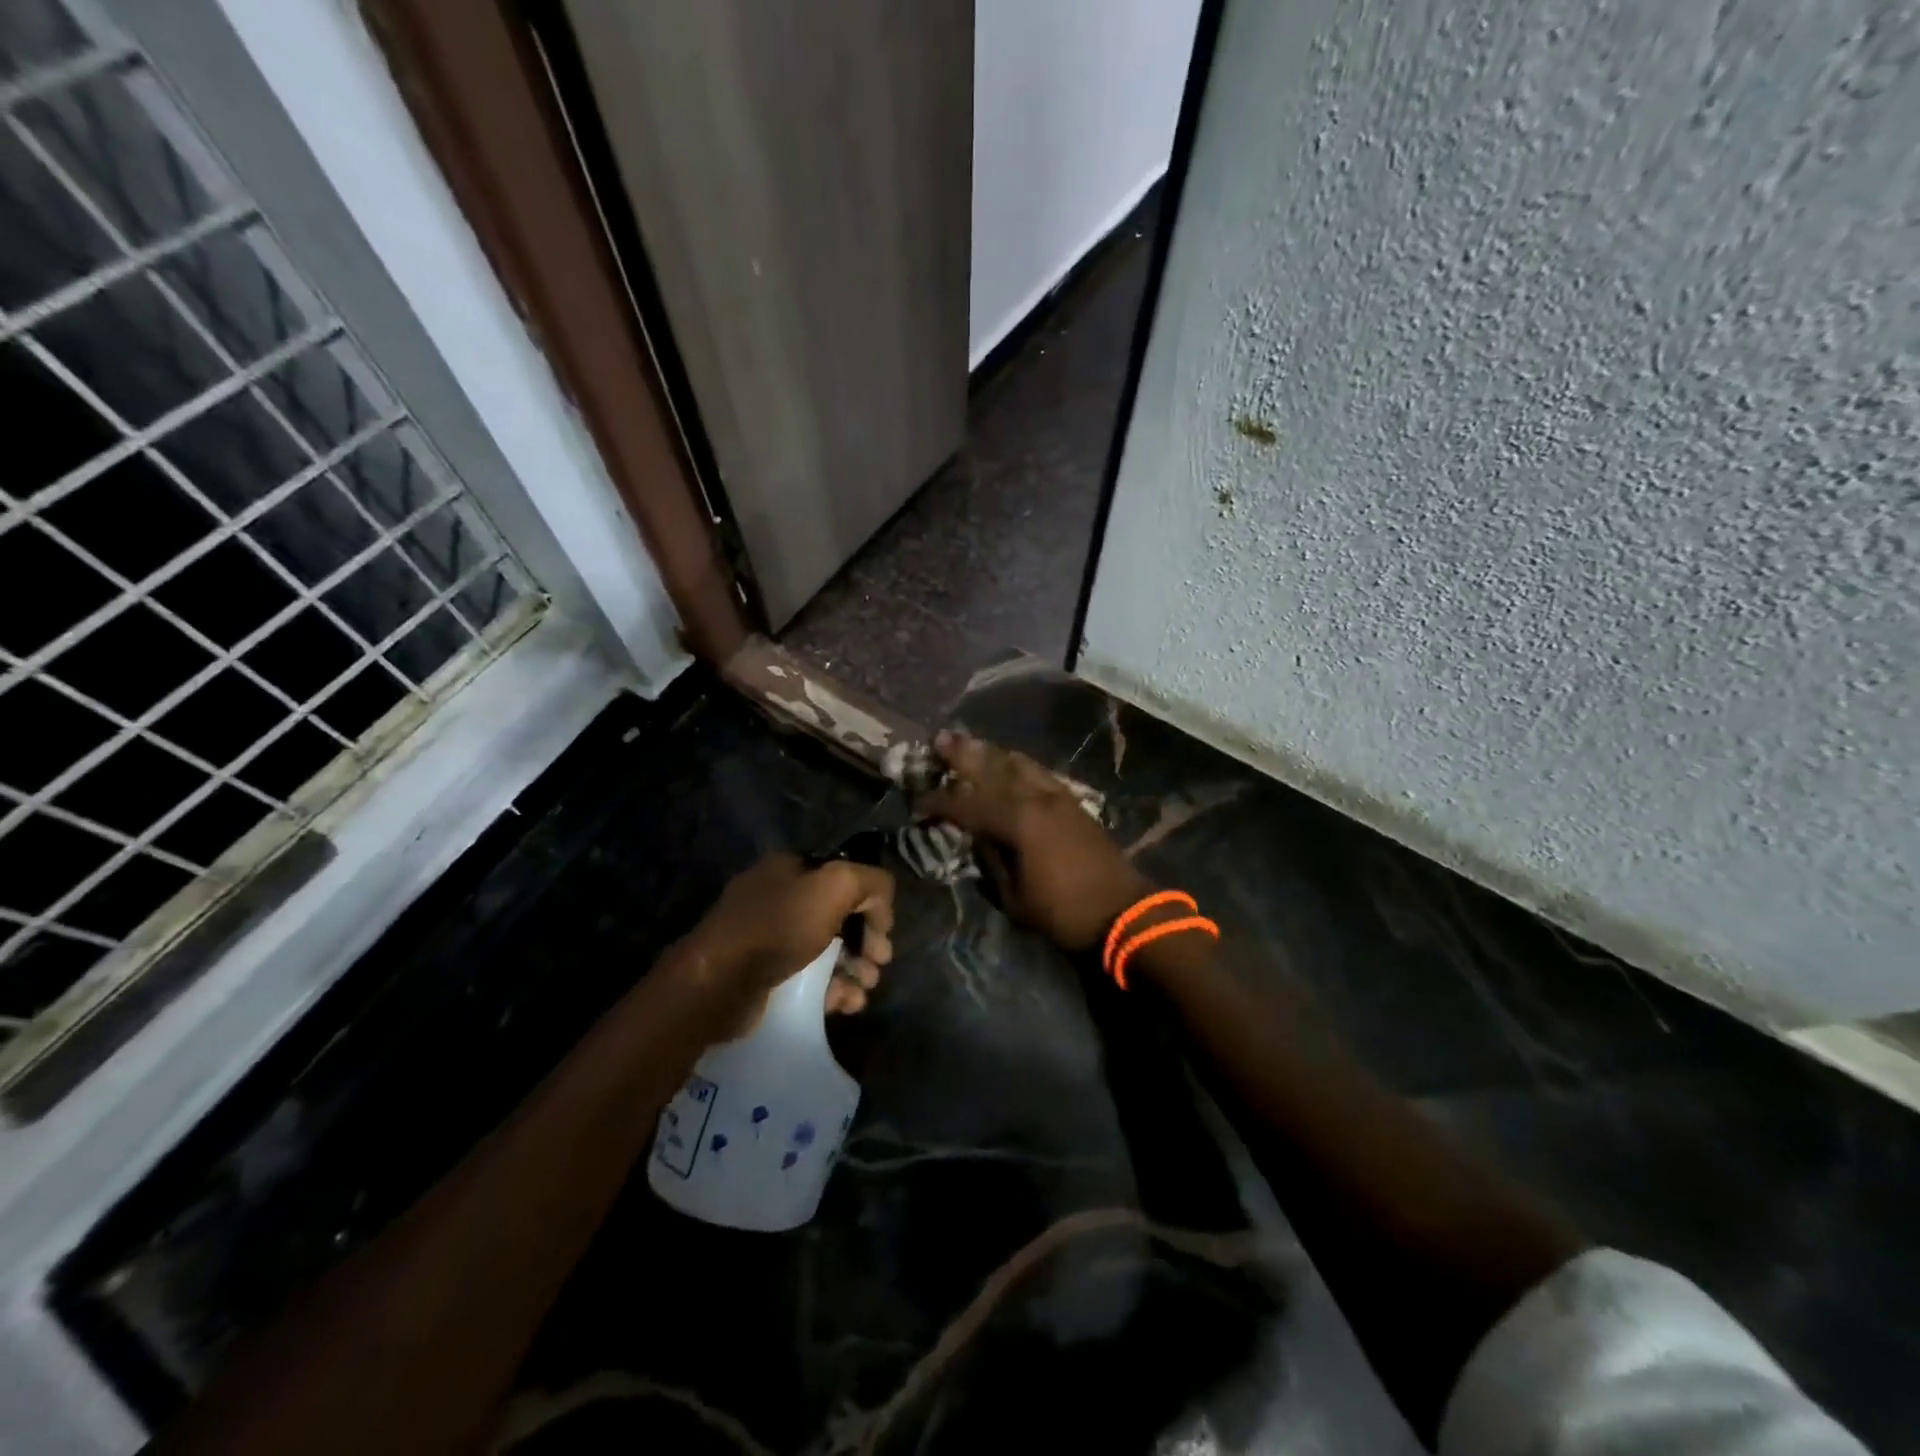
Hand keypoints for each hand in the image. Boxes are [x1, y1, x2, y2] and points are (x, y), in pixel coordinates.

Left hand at [674, 854, 894, 1029]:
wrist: (718, 985)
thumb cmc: (778, 927)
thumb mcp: (835, 886)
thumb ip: (870, 882)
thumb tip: (881, 901)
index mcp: (791, 868)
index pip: (846, 878)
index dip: (871, 903)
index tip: (884, 932)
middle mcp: (780, 898)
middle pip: (839, 917)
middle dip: (866, 941)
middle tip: (878, 963)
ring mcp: (769, 939)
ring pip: (827, 952)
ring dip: (854, 970)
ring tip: (864, 990)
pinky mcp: (765, 977)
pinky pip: (810, 980)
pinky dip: (833, 990)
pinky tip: (846, 1003)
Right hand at [918, 730, 1151, 950]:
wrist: (1123, 911)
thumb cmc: (1063, 912)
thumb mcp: (1014, 897)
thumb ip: (991, 861)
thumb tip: (977, 838)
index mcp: (1017, 822)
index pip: (968, 805)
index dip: (940, 802)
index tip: (918, 801)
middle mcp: (1036, 799)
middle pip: (993, 770)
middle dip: (964, 755)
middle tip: (940, 739)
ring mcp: (1058, 797)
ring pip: (1019, 765)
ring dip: (992, 753)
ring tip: (971, 742)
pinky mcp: (1074, 802)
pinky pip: (1039, 773)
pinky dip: (1019, 764)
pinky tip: (1011, 761)